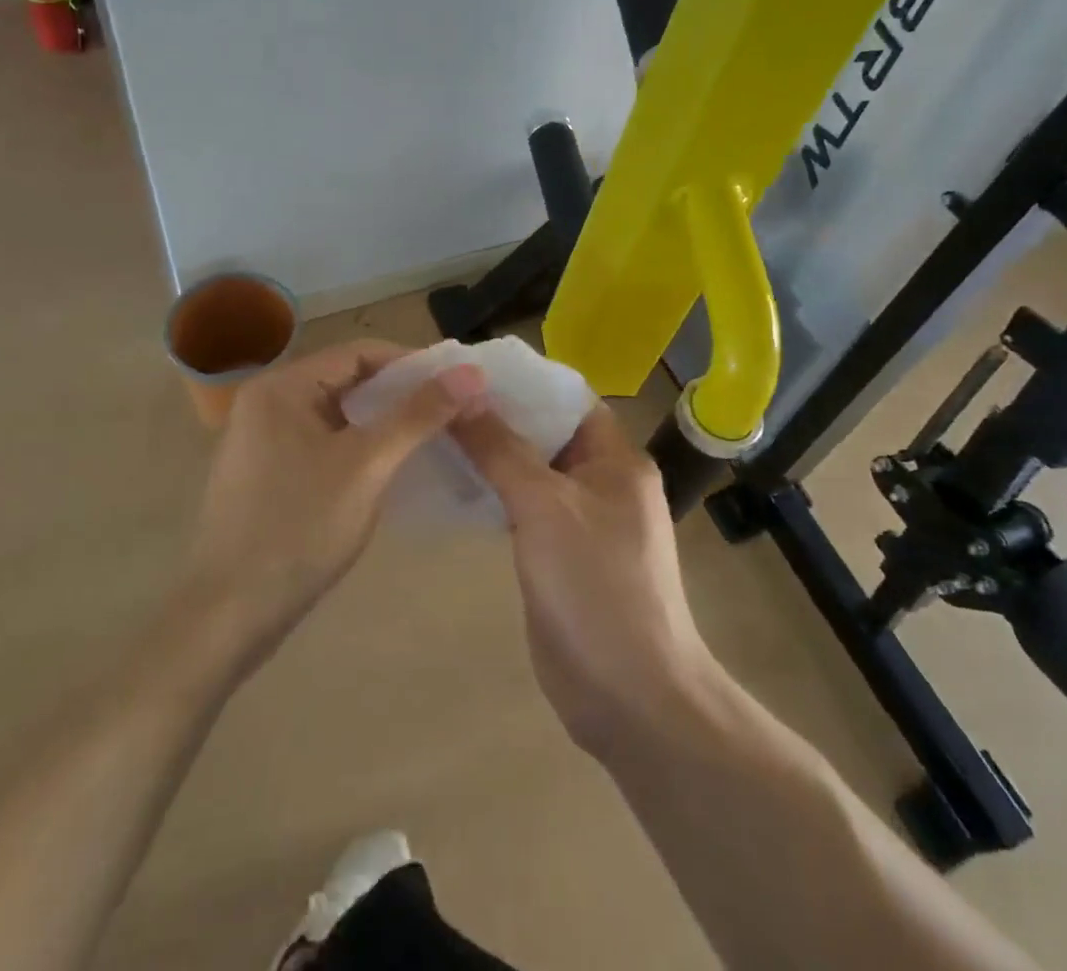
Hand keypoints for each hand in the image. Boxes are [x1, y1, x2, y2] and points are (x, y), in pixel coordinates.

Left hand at [183, 340, 485, 661]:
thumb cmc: (299, 529)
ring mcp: (262, 439)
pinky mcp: (266, 472)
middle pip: (347, 380)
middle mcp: (267, 402)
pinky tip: (389, 466)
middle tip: (450, 411)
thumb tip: (471, 372)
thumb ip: (418, 415)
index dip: (413, 364)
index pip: (359, 353)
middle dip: (400, 393)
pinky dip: (358, 446)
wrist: (229, 616)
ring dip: (381, 421)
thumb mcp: (367, 466)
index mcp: (282, 387)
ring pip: (336, 414)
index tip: (457, 383)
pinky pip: (322, 442)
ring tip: (429, 436)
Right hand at [452, 406, 719, 757]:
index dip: (521, 381)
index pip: (567, 397)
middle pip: (546, 433)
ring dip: (492, 456)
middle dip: (498, 417)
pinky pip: (525, 510)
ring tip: (436, 434)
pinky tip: (453, 487)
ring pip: (532, 472)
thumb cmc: (595, 586)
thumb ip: (501, 448)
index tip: (467, 371)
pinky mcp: (561, 556)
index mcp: (616, 459)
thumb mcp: (544, 507)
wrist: (630, 696)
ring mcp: (583, 521)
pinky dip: (495, 495)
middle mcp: (603, 482)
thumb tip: (465, 393)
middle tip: (440, 401)